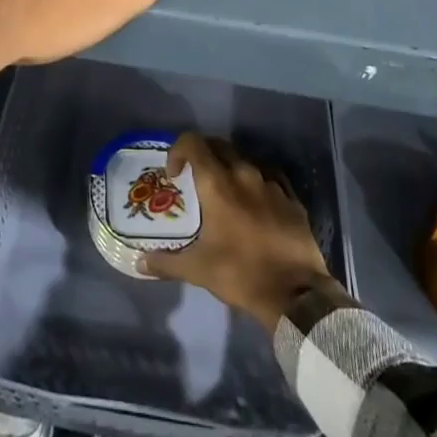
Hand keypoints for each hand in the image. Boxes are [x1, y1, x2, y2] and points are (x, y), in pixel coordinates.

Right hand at [141, 133, 343, 331]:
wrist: (296, 294)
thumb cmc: (241, 274)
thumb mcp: (197, 270)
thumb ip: (166, 262)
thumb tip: (140, 262)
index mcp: (218, 183)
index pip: (193, 143)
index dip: (178, 150)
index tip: (174, 175)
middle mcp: (244, 173)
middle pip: (219, 145)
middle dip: (203, 155)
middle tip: (195, 179)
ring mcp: (271, 183)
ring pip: (245, 160)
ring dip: (230, 168)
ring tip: (225, 193)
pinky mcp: (291, 197)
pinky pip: (269, 176)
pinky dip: (256, 181)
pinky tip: (254, 201)